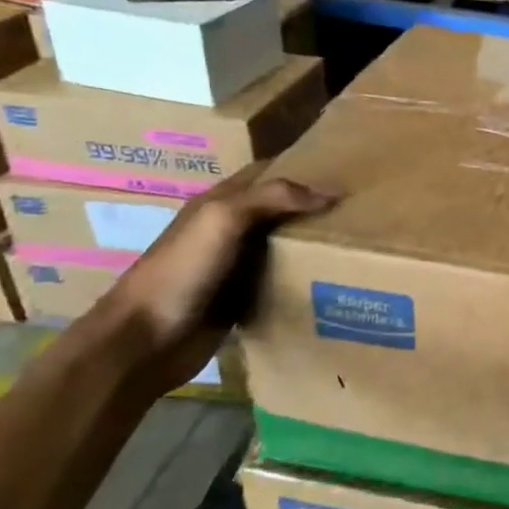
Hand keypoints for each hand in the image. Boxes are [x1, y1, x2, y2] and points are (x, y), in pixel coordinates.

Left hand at [103, 166, 336, 391]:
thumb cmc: (182, 270)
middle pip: (280, 210)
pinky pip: (280, 283)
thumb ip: (274, 197)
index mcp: (220, 203)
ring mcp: (236, 267)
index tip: (346, 169)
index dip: (302, 166)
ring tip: (358, 244)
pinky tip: (334, 281)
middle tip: (363, 209)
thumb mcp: (224, 218)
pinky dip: (303, 280)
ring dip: (313, 244)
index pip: (267, 172)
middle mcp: (230, 230)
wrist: (145, 342)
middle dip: (315, 207)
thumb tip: (332, 192)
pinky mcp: (242, 301)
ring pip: (283, 247)